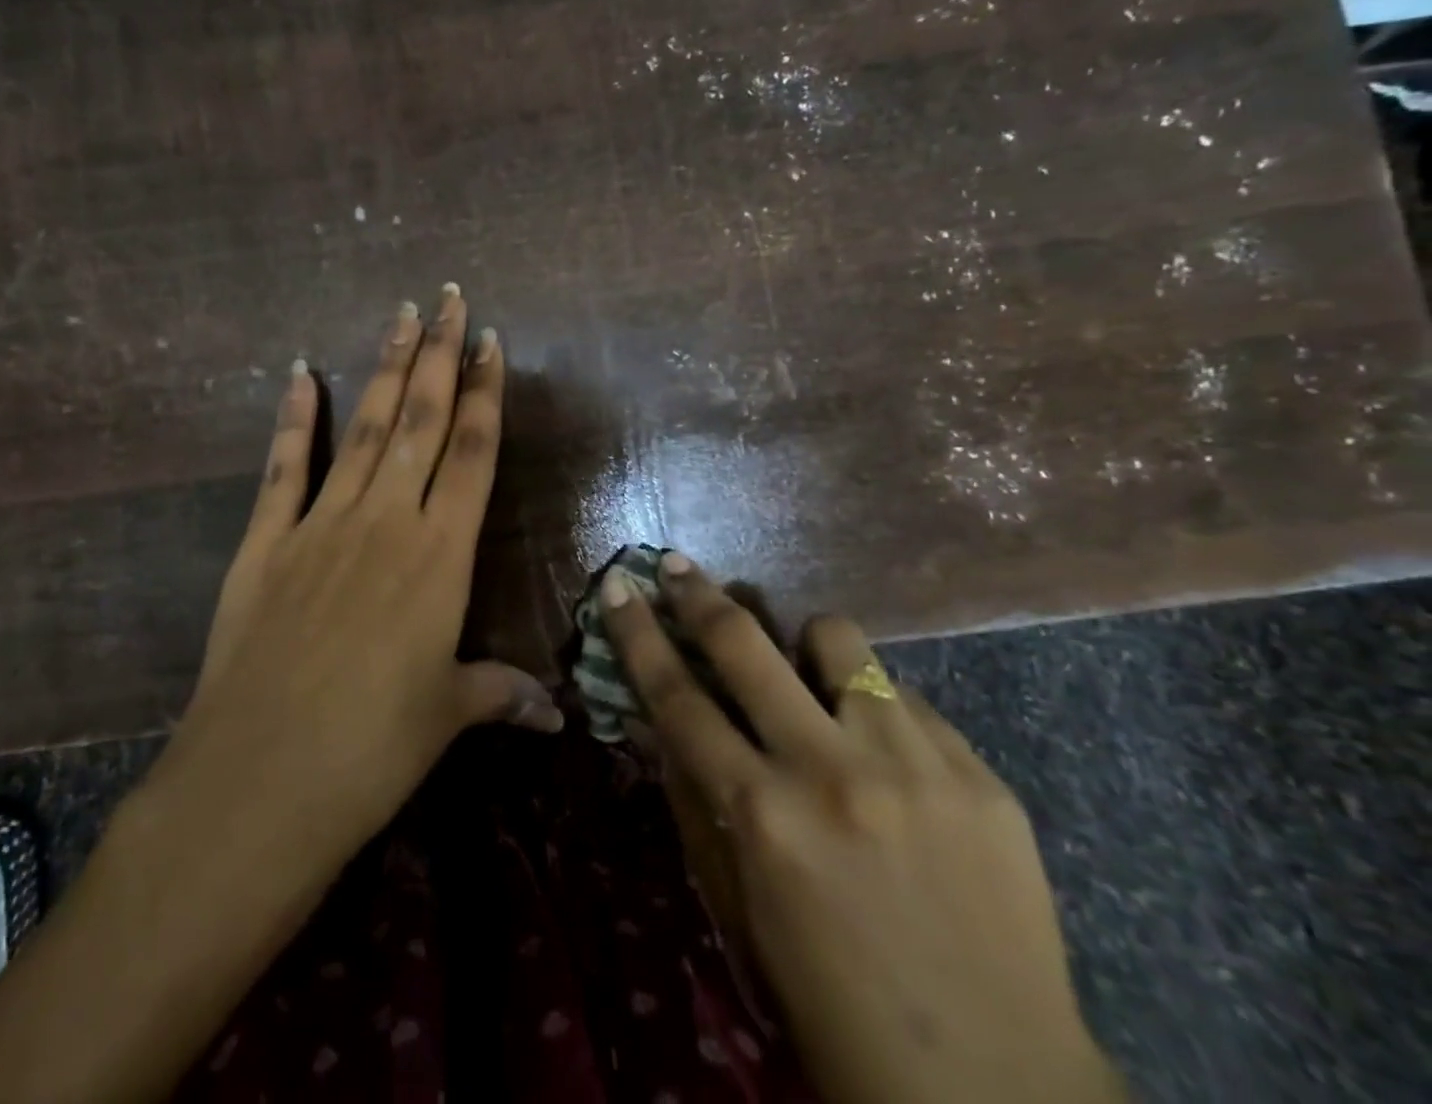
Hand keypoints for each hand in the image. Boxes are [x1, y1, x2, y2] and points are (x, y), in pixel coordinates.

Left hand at [165, 283, 560, 876]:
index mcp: (439, 557)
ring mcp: (320, 524)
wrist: (259, 780)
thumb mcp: (445, 717)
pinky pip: (284, 465)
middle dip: (438, 355)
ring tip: (401, 314)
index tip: (490, 342)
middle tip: (450, 299)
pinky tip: (300, 372)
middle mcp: (385, 521)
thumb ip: (498, 695)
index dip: (484, 395)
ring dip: (384, 367)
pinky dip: (293, 416)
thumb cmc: (371, 751)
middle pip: (419, 420)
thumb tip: (554, 713)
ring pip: (363, 427)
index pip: (471, 454)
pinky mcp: (264, 541)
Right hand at [602, 555, 1124, 1103]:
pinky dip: (874, 708)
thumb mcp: (739, 908)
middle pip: (745, 643)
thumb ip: (697, 803)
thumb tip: (663, 720)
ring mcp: (914, 765)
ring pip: (837, 639)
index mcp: (764, 817)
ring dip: (804, 643)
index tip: (617, 585)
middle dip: (698, 593)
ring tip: (806, 670)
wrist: (999, 1093)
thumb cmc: (834, 1007)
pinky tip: (884, 753)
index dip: (637, 634)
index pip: (676, 697)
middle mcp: (832, 772)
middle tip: (677, 566)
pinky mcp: (979, 775)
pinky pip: (905, 699)